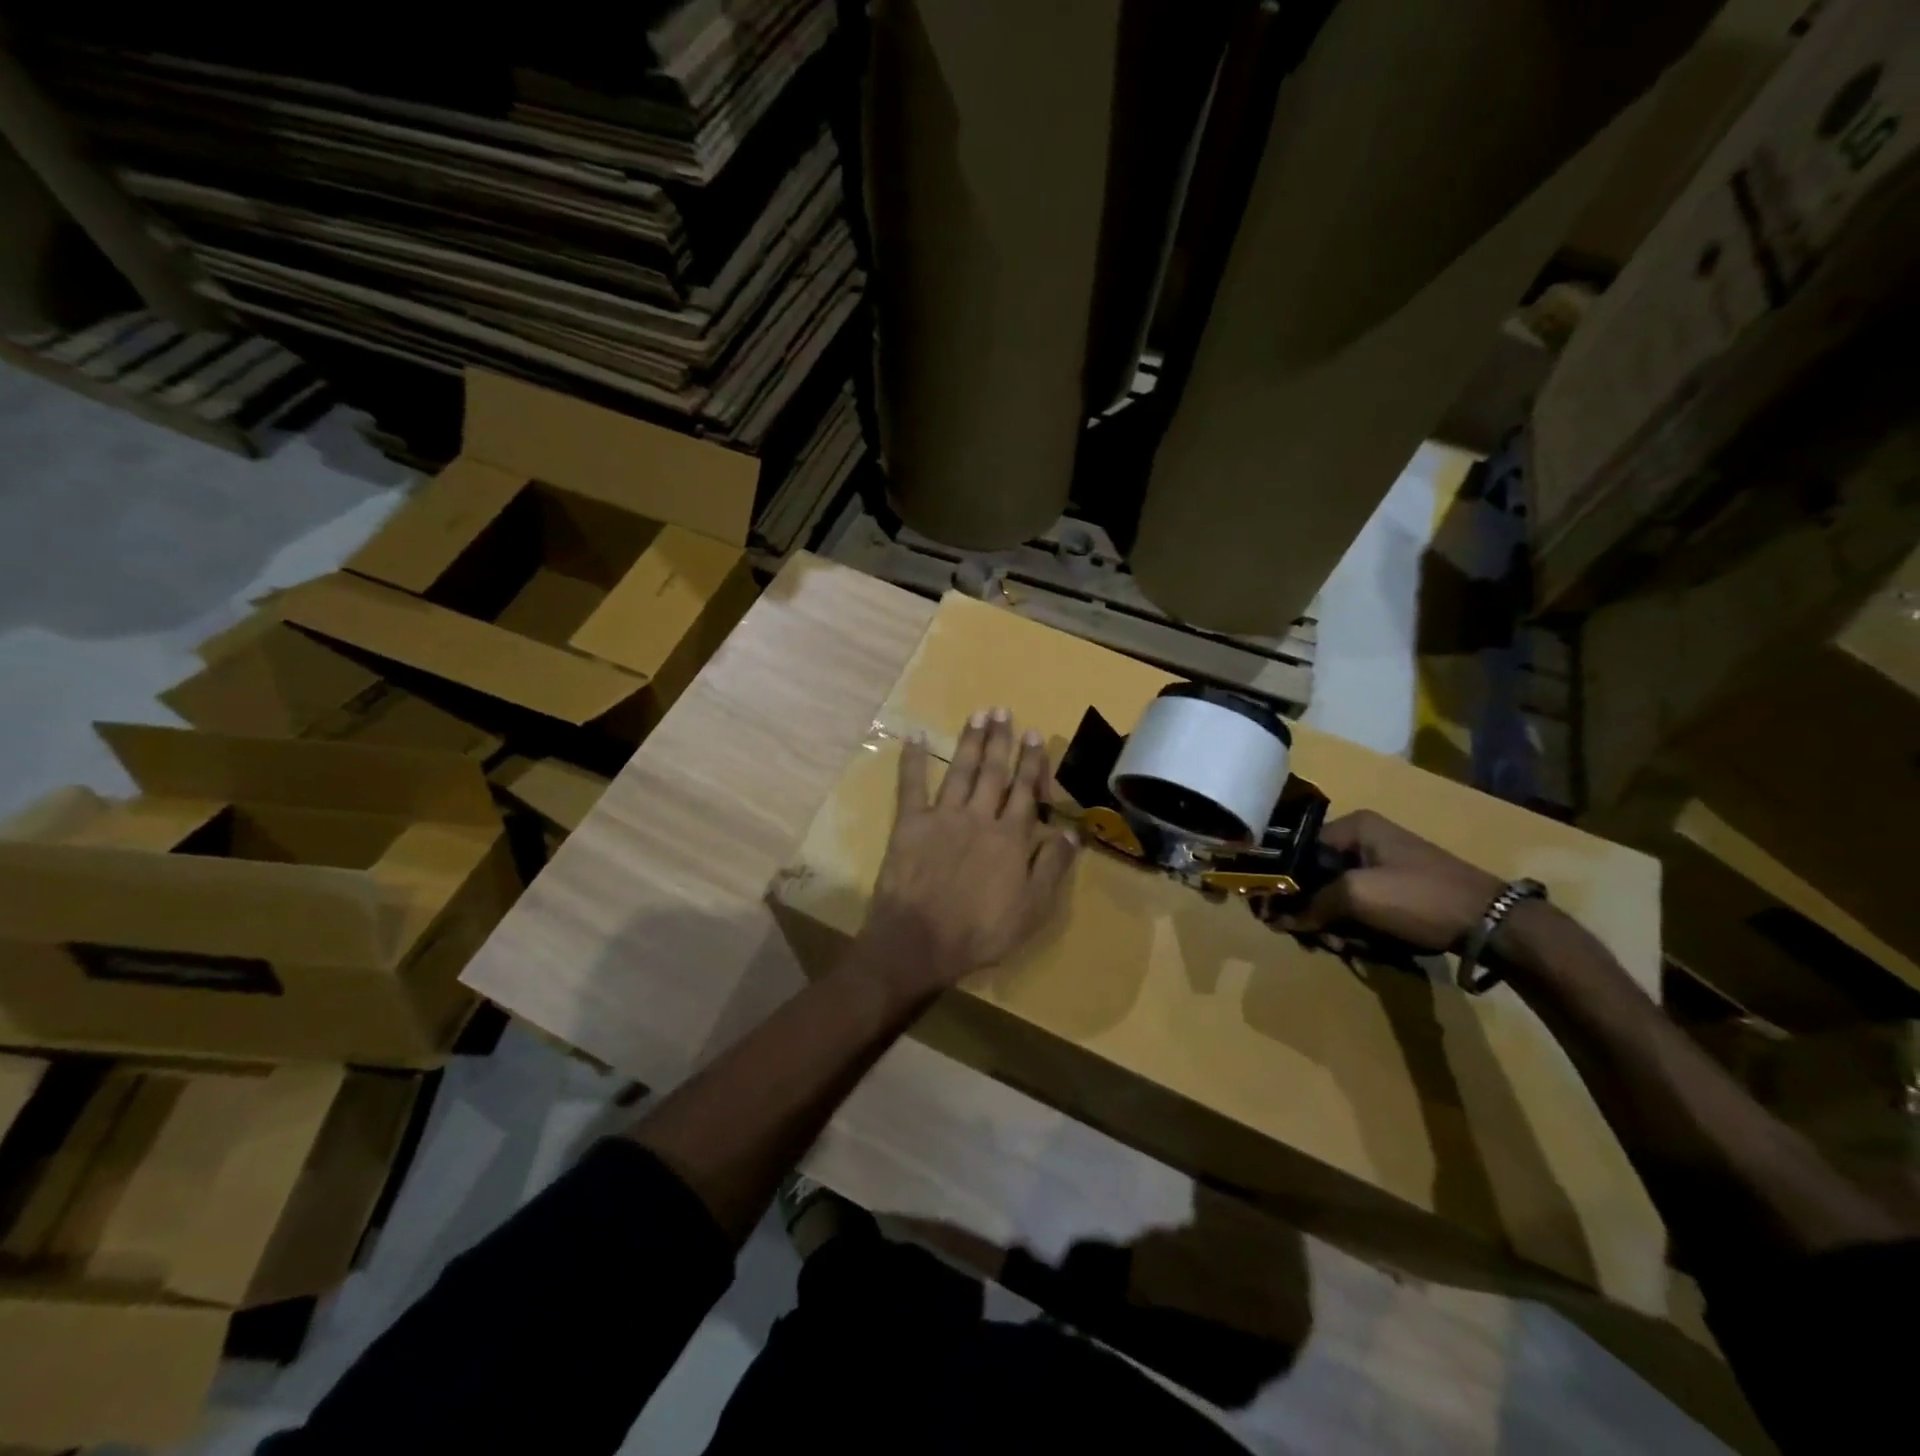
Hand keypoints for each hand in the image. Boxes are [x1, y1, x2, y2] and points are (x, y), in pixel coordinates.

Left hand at [860, 707, 1079, 995]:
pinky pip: (911, 785)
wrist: (920, 941)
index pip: (1025, 792)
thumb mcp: (1032, 909)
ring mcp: (943, 817)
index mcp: (1011, 838)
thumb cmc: (981, 932)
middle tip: (1003, 711)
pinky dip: (912, 760)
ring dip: (970, 742)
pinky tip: (914, 735)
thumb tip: (1071, 833)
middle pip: (994, 773)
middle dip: (1001, 741)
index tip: (1035, 734)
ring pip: (961, 771)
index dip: (1031, 762)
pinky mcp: (910, 824)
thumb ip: (1052, 867)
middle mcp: (979, 817)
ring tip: (978, 715)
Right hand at [1265, 810, 1501, 952]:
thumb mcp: (1357, 897)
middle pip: (1315, 877)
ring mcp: (1383, 866)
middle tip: (1317, 938)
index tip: (1271, 913)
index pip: (1298, 851)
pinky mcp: (1398, 892)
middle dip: (1312, 911)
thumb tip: (1275, 919)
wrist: (1493, 924)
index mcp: (1354, 827)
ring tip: (1345, 947)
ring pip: (1335, 897)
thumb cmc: (1419, 898)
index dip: (1282, 883)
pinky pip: (1359, 908)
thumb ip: (1311, 904)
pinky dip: (1356, 929)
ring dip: (1334, 925)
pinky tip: (1364, 947)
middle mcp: (1364, 841)